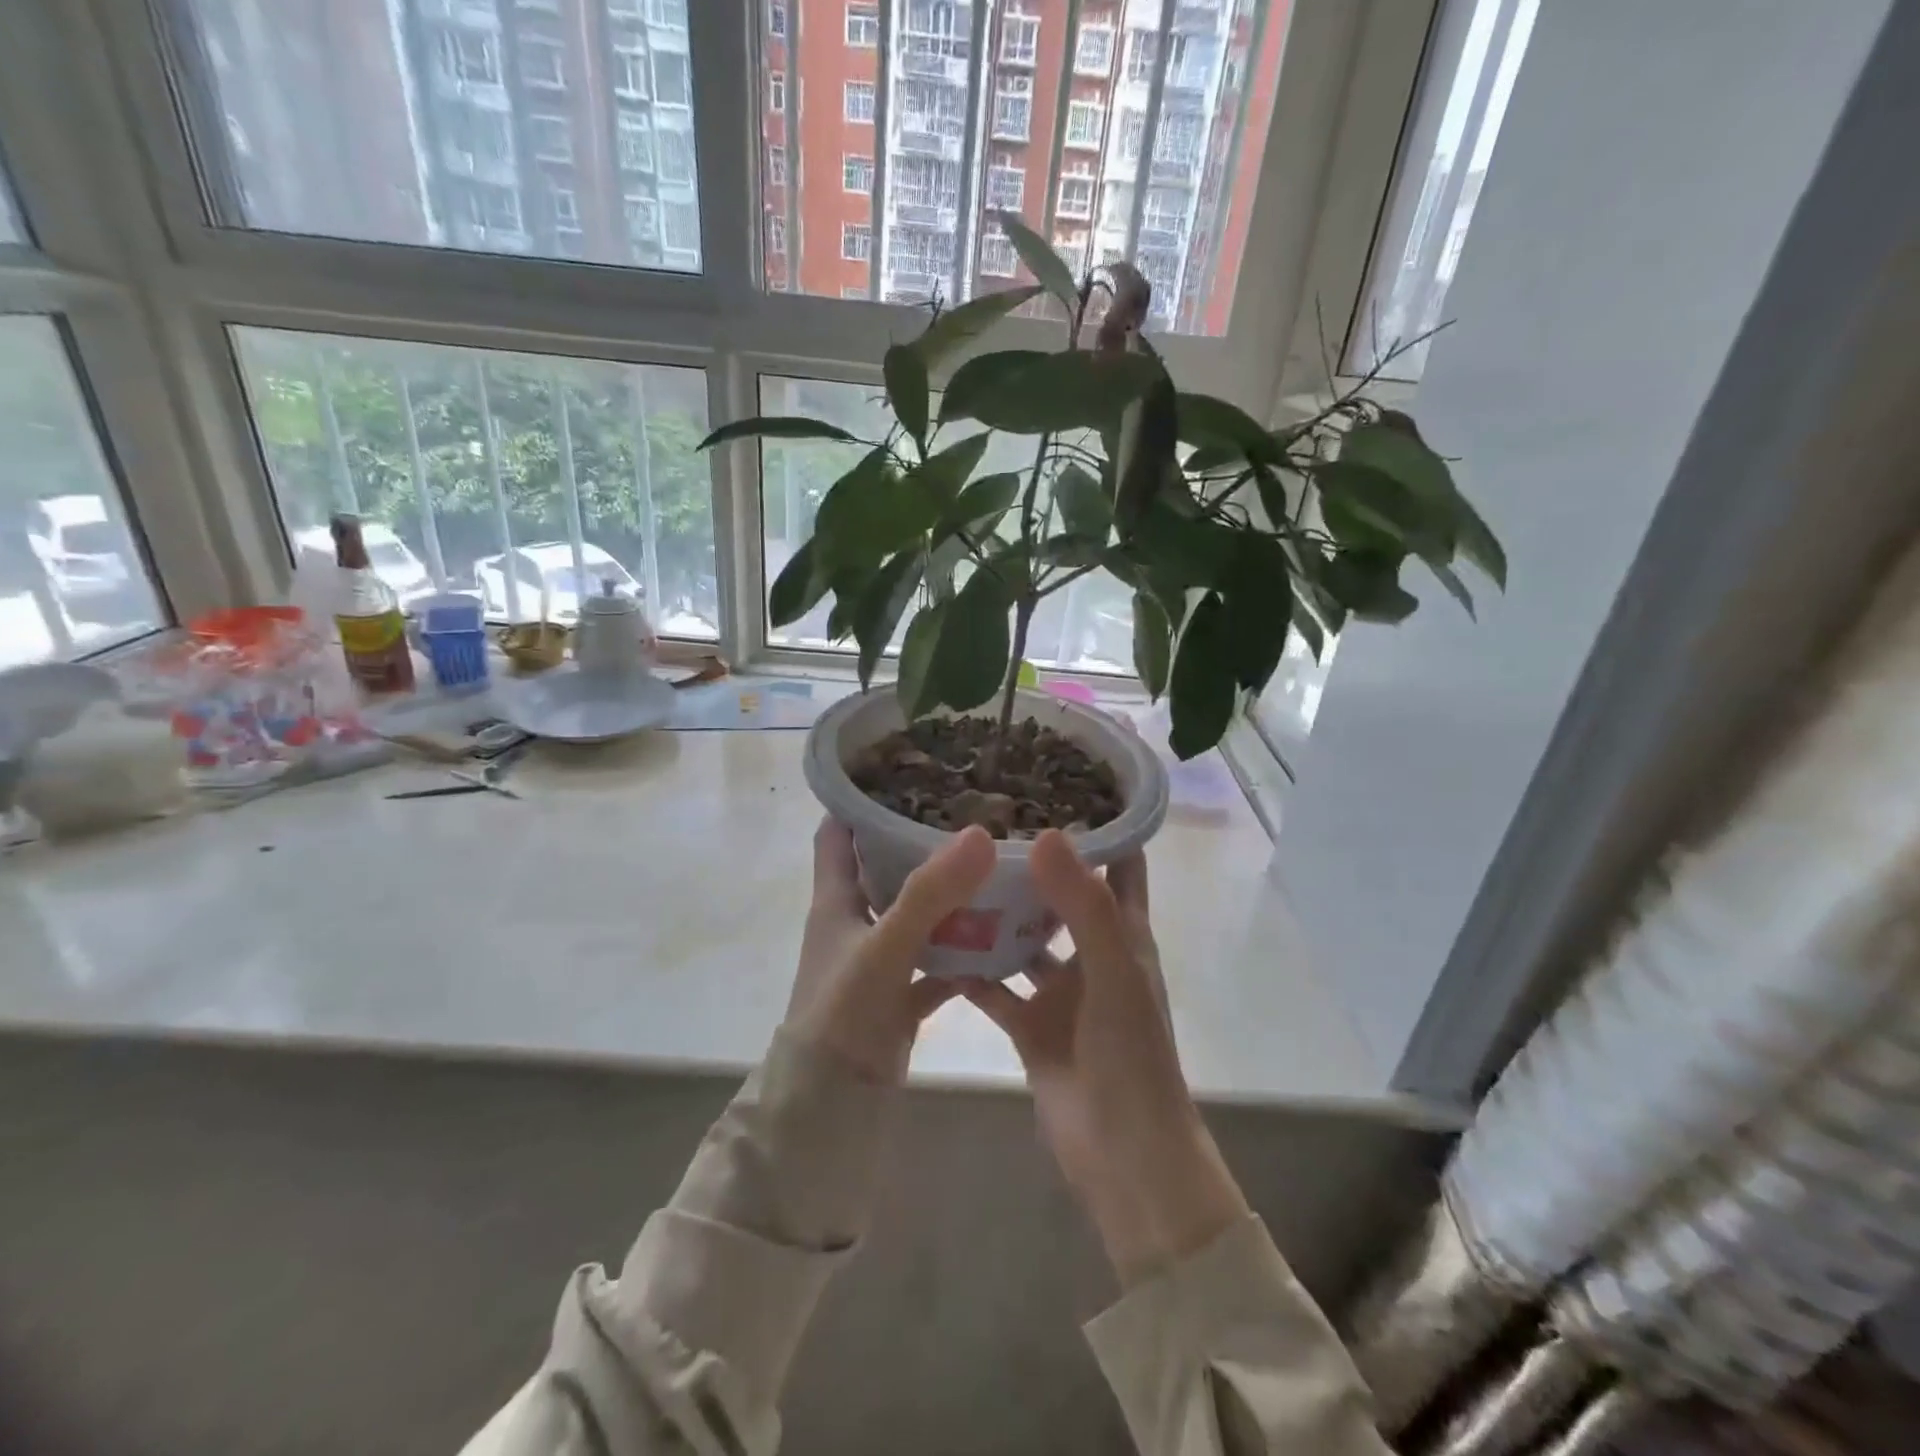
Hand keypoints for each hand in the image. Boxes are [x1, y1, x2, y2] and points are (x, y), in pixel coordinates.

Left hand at [785, 818, 995, 1083]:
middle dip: (921, 840)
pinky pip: (938, 960)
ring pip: (917, 913)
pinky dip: (964, 950)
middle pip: (885, 867)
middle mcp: (855, 921)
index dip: (861, 799)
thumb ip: (929, 894)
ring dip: (949, 895)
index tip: (906, 771)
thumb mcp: (884, 947)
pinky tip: (1004, 937)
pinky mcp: (901, 993)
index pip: (839, 832)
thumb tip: (980, 833)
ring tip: (998, 863)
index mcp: (836, 899)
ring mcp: (879, 958)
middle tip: (974, 811)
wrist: (832, 1109)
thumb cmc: (842, 1014)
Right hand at [964, 831, 1249, 1287]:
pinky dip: (970, 968)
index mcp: (1123, 932)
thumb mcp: (1112, 971)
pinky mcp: (1030, 1023)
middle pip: (1062, 892)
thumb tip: (1044, 833)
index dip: (1101, 821)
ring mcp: (1060, 990)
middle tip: (985, 818)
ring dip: (996, 912)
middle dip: (1032, 860)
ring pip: (1024, 938)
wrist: (1120, 1154)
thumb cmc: (1129, 1055)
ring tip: (952, 869)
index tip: (1059, 780)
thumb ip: (1082, 904)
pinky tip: (932, 940)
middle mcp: (1091, 952)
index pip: (1120, 860)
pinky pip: (994, 986)